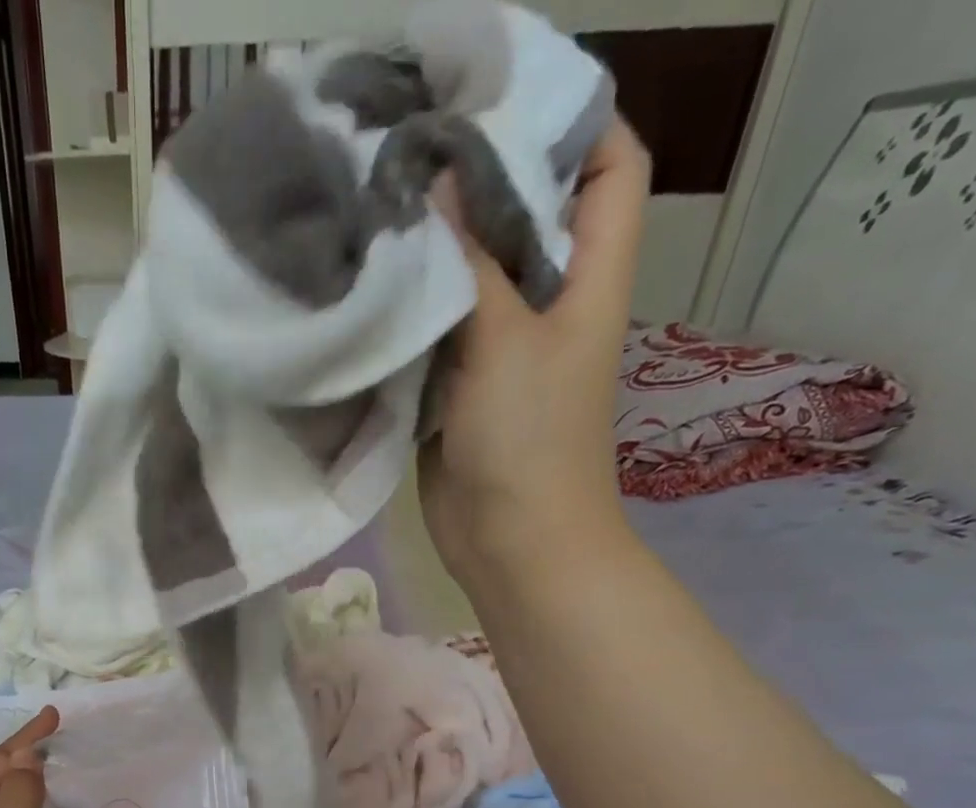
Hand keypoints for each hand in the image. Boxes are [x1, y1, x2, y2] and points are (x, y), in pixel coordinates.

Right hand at [421, 118, 651, 582]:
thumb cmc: (529, 441)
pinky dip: (407, 309)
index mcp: (590, 276)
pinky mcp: (455, 388)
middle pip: (525, 215)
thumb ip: (473, 261)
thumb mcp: (508, 341)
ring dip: (432, 248)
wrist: (511, 542)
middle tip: (412, 142)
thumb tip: (436, 177)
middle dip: (478, 180)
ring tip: (377, 202)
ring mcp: (498, 348)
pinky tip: (367, 284)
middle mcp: (548, 302)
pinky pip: (433, 332)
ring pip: (470, 276)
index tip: (503, 96)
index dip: (574, 120)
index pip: (608, 167)